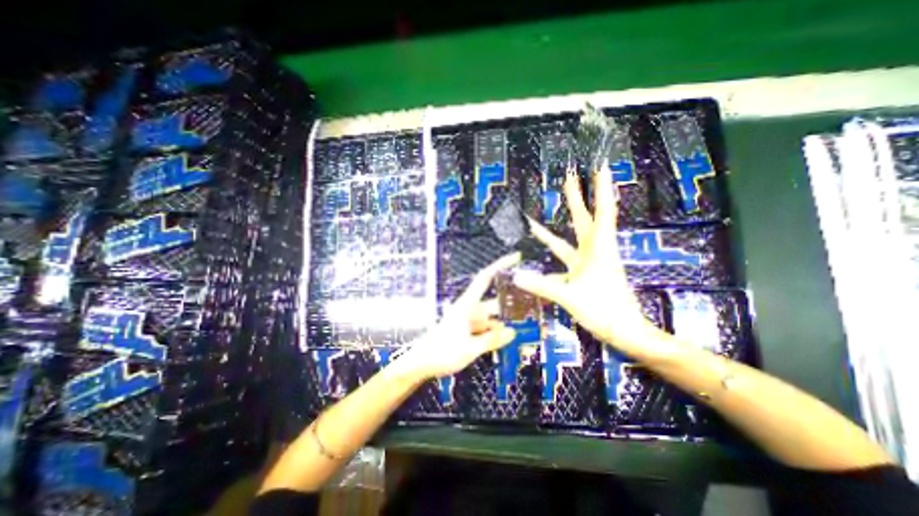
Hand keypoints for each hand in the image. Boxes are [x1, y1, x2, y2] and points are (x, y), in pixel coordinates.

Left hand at [398, 251, 519, 380]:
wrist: (420, 364)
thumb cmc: (442, 352)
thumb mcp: (470, 348)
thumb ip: (491, 340)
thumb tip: (512, 332)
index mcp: (467, 305)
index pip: (485, 278)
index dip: (500, 265)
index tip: (516, 257)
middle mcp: (468, 309)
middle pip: (492, 303)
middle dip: (508, 306)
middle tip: (530, 309)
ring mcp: (466, 320)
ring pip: (489, 318)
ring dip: (501, 324)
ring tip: (518, 331)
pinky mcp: (465, 330)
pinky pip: (483, 328)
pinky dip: (492, 333)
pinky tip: (502, 341)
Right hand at [514, 168, 664, 350]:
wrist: (626, 332)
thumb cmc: (605, 311)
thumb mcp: (571, 297)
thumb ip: (542, 286)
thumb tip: (516, 276)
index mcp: (599, 250)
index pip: (602, 213)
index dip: (601, 190)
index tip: (600, 167)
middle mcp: (595, 252)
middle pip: (584, 220)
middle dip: (577, 199)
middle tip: (569, 178)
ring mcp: (589, 263)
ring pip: (570, 241)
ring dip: (553, 232)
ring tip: (534, 224)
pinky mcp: (584, 275)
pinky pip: (565, 260)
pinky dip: (552, 259)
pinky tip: (538, 264)